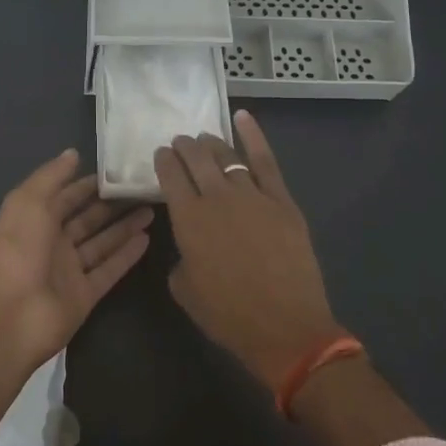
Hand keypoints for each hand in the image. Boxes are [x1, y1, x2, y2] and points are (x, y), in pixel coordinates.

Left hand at [0, 148, 153, 370]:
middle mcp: (53, 242)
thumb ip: (52, 176)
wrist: (10, 314)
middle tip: (144, 189)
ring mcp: (70, 270)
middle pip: (88, 219)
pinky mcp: (85, 295)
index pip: (67, 196)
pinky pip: (109, 270)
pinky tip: (147, 239)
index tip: (118, 171)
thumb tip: (73, 153)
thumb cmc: (18, 248)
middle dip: (113, 204)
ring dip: (125, 227)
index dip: (89, 184)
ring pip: (102, 243)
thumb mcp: (29, 200)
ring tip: (152, 209)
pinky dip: (127, 256)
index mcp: (36, 219)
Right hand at [156, 110, 341, 390]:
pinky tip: (242, 117)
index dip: (163, 161)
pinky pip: (264, 159)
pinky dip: (252, 135)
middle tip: (180, 143)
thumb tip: (189, 244)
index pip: (169, 176)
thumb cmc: (229, 315)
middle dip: (184, 147)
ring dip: (211, 143)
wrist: (285, 327)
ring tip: (204, 138)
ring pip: (226, 155)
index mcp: (188, 219)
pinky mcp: (281, 199)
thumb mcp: (185, 290)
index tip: (160, 155)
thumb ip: (180, 257)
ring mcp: (252, 194)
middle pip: (195, 158)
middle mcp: (217, 197)